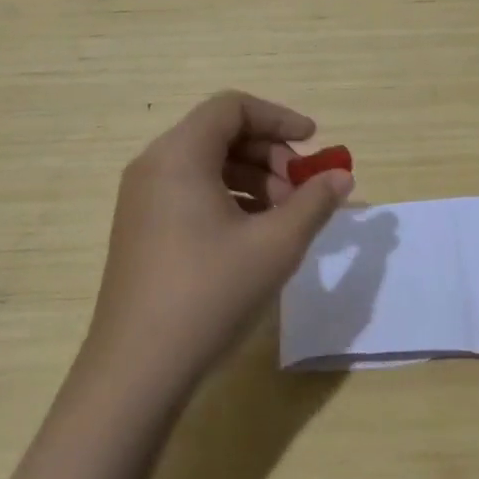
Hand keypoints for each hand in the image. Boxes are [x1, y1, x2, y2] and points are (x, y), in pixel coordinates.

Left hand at [80, 91, 352, 403]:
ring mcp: (142, 199)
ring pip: (207, 164)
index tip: (314, 143)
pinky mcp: (141, 229)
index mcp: (179, 155)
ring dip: (253, 179)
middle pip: (220, 133)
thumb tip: (342, 176)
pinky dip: (229, 199)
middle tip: (302, 191)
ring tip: (284, 218)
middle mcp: (154, 166)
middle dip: (270, 154)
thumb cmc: (210, 293)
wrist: (136, 371)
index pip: (233, 108)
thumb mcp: (276, 245)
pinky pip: (191, 191)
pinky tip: (254, 236)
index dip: (279, 118)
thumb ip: (314, 202)